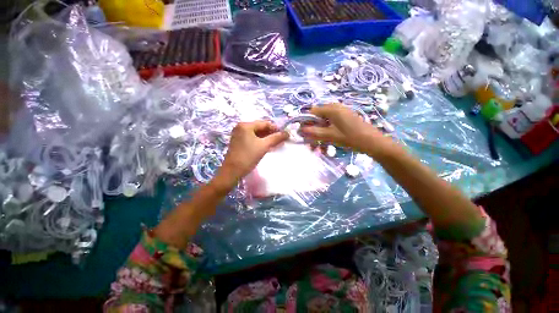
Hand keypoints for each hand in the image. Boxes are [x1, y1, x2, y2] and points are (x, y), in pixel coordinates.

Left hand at [213, 121, 288, 190]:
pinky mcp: (238, 142)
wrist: (232, 171)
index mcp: (246, 125)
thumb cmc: (248, 156)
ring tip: (276, 144)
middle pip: (260, 128)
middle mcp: (241, 127)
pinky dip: (260, 141)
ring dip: (266, 138)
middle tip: (281, 140)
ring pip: (256, 134)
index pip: (264, 123)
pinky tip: (267, 146)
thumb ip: (276, 138)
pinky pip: (252, 138)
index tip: (284, 135)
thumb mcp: (264, 146)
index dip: (275, 128)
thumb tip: (287, 133)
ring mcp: (239, 135)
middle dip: (271, 134)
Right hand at [300, 103, 388, 154]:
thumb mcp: (329, 136)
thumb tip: (300, 130)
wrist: (372, 142)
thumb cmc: (350, 137)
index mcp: (331, 109)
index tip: (304, 134)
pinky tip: (327, 143)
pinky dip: (327, 133)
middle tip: (312, 143)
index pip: (312, 111)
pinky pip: (331, 124)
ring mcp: (341, 113)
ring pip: (324, 123)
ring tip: (319, 147)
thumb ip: (313, 132)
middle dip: (313, 131)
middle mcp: (335, 108)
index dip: (306, 122)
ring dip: (319, 134)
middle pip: (317, 118)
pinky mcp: (345, 119)